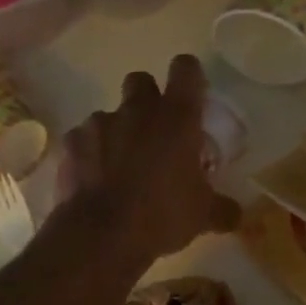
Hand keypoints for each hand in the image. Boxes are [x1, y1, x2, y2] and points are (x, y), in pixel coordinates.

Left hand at [54, 55, 240, 259]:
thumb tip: (235, 214)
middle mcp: (137, 110)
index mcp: (177, 117)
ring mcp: (99, 124)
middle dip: (146, 99)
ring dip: (115, 132)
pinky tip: (92, 179)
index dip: (189, 76)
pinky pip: (81, 141)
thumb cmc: (163, 215)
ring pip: (108, 115)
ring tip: (118, 166)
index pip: (186, 69)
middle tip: (152, 131)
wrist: (103, 234)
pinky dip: (87, 155)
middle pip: (140, 81)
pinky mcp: (71, 144)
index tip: (191, 94)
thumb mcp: (203, 216)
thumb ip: (221, 209)